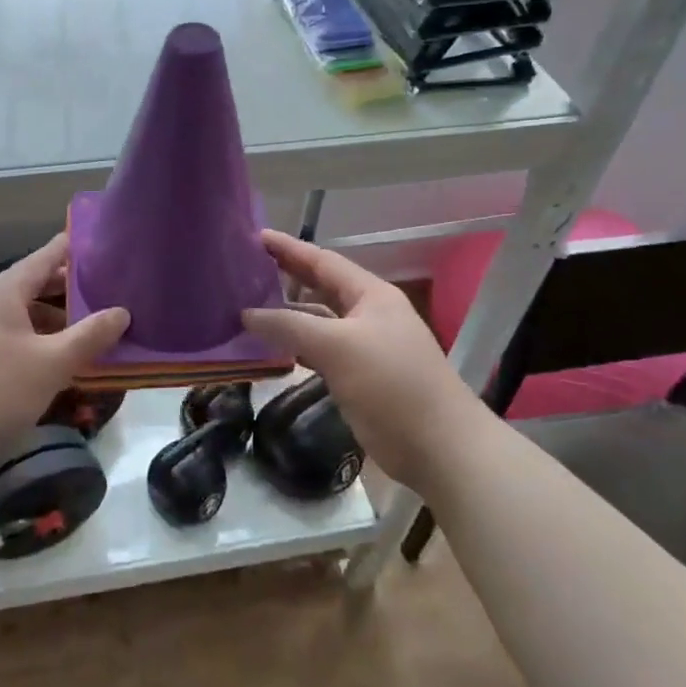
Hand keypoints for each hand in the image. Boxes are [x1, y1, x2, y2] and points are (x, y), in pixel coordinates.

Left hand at [0, 233, 129, 458]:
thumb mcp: (52, 363)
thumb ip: (90, 336)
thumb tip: (122, 312)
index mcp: (6, 290)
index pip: (47, 256)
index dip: (75, 249)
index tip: (103, 244)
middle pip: (36, 284)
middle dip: (71, 288)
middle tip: (108, 290)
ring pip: (24, 311)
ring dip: (56, 317)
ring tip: (90, 327)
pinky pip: (12, 333)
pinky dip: (38, 336)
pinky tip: (56, 355)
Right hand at [242, 231, 478, 493]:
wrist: (440, 449)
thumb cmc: (392, 385)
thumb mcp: (338, 347)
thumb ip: (290, 326)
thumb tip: (246, 313)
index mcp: (371, 295)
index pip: (322, 261)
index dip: (288, 248)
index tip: (254, 237)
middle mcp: (368, 314)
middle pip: (320, 288)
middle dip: (285, 277)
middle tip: (244, 269)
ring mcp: (365, 347)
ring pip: (318, 322)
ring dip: (287, 316)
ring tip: (247, 308)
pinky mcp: (359, 378)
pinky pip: (319, 351)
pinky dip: (296, 347)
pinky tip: (271, 350)